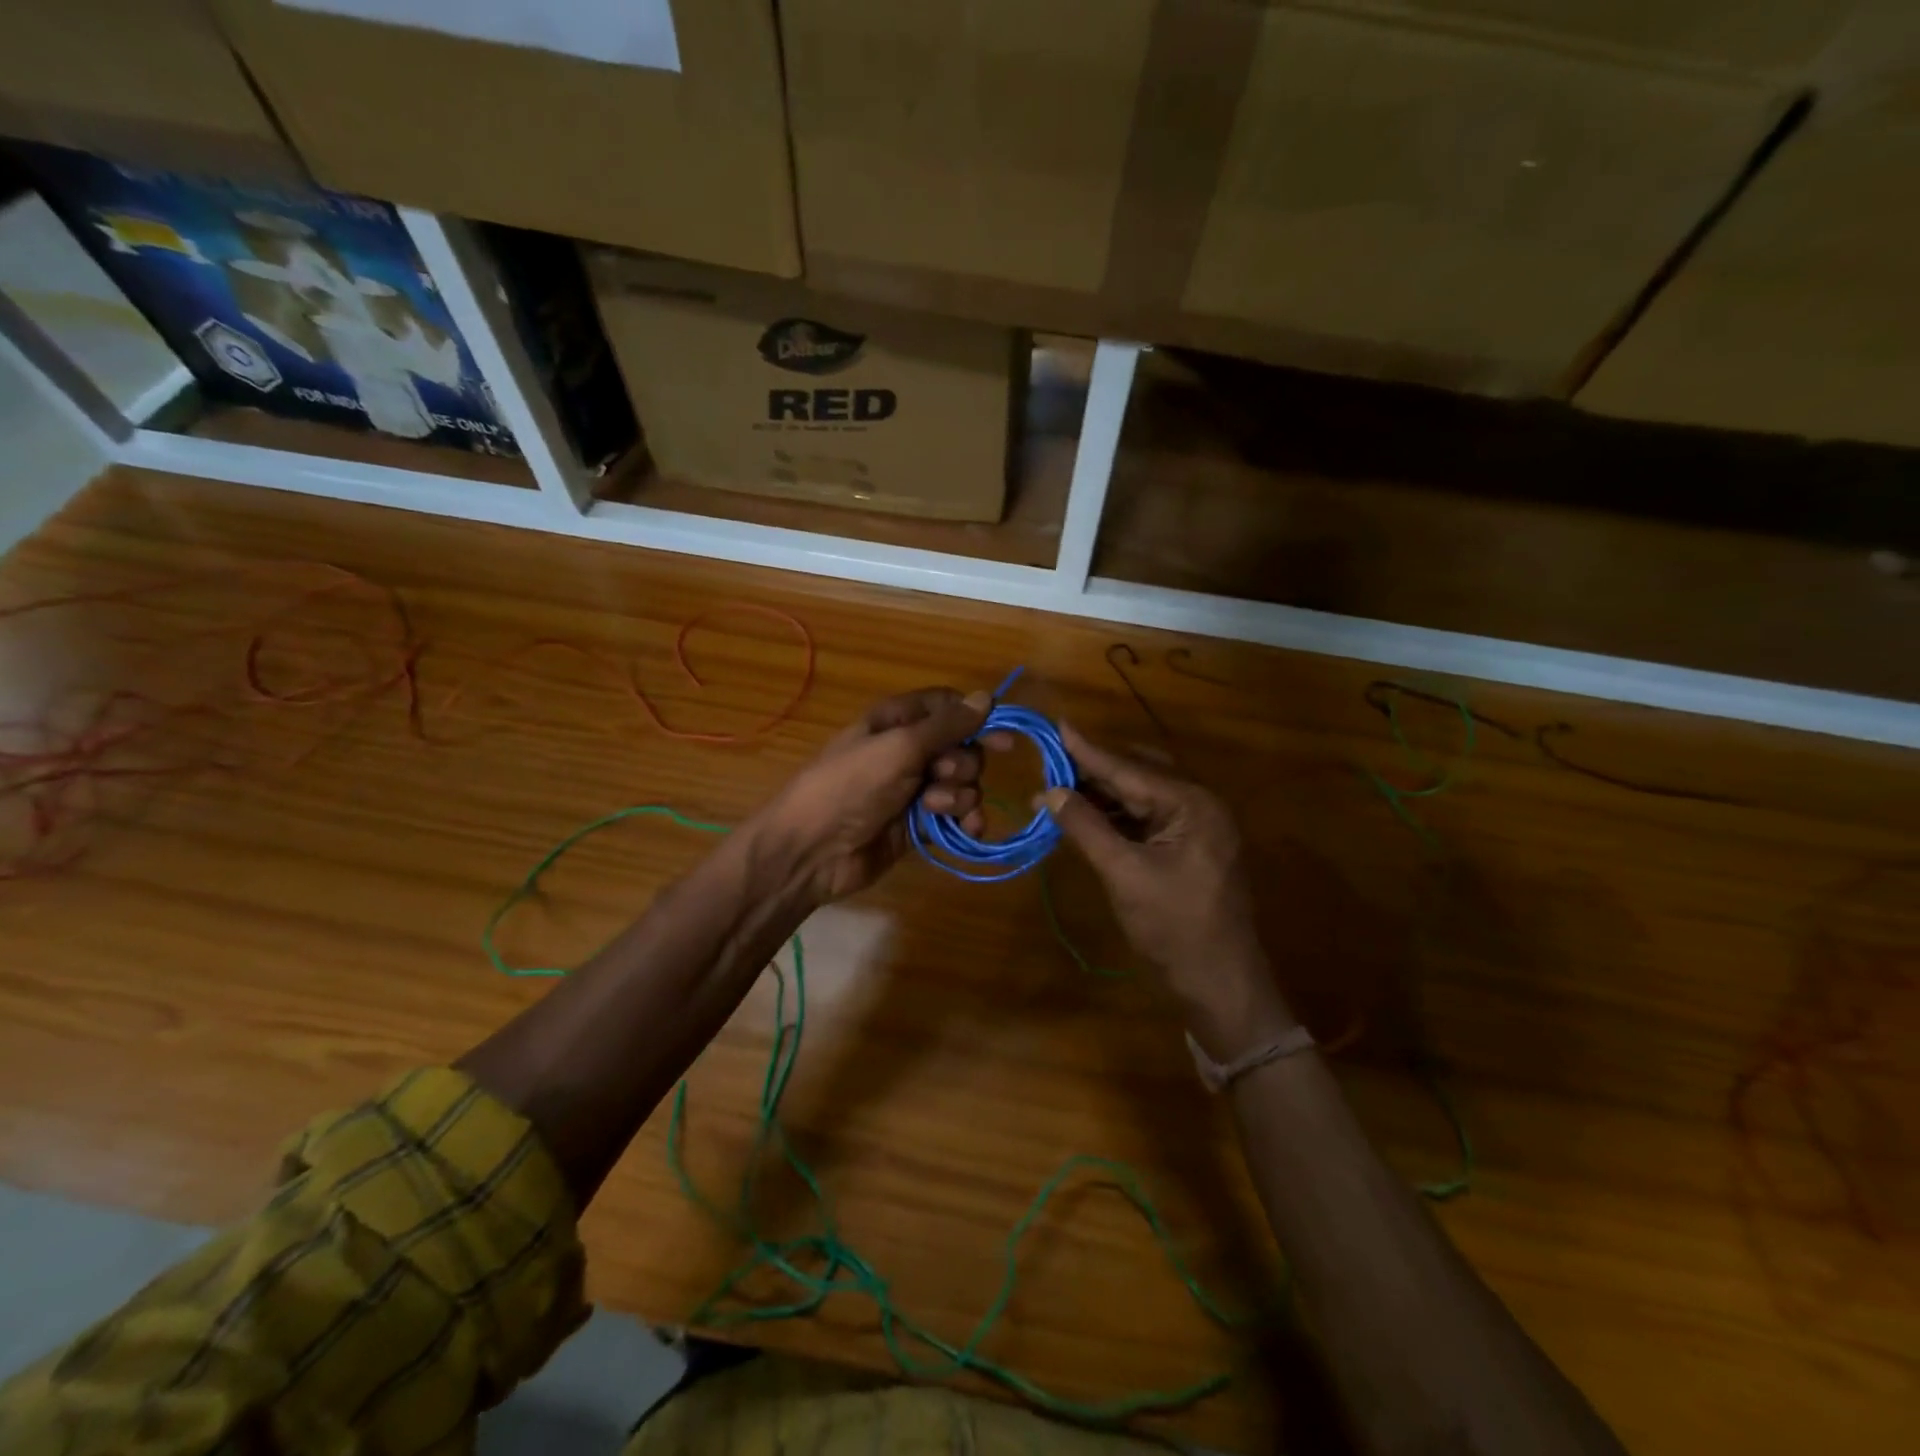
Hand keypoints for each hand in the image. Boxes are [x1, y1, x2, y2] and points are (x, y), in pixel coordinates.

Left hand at [749, 687, 1008, 904]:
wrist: (813, 851)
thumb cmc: (851, 786)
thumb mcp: (899, 747)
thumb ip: (946, 725)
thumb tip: (986, 696)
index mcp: (896, 722)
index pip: (946, 707)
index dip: (975, 718)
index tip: (1001, 738)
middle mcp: (907, 751)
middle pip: (962, 747)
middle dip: (962, 764)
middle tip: (939, 776)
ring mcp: (913, 789)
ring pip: (963, 783)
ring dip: (960, 796)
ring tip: (934, 809)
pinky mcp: (919, 825)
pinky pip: (956, 816)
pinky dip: (967, 821)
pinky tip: (969, 830)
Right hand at [1039, 725, 1295, 1057]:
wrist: (1220, 984)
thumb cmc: (1174, 927)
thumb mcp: (1124, 874)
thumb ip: (1087, 828)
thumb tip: (1049, 792)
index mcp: (1192, 804)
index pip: (1129, 769)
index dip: (1088, 750)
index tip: (1057, 725)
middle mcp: (1198, 805)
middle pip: (1136, 777)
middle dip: (1092, 772)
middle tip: (1049, 763)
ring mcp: (1195, 828)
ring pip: (1140, 798)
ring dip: (1101, 796)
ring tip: (1057, 790)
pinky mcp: (1187, 849)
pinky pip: (1145, 820)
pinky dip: (1114, 818)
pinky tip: (1084, 818)